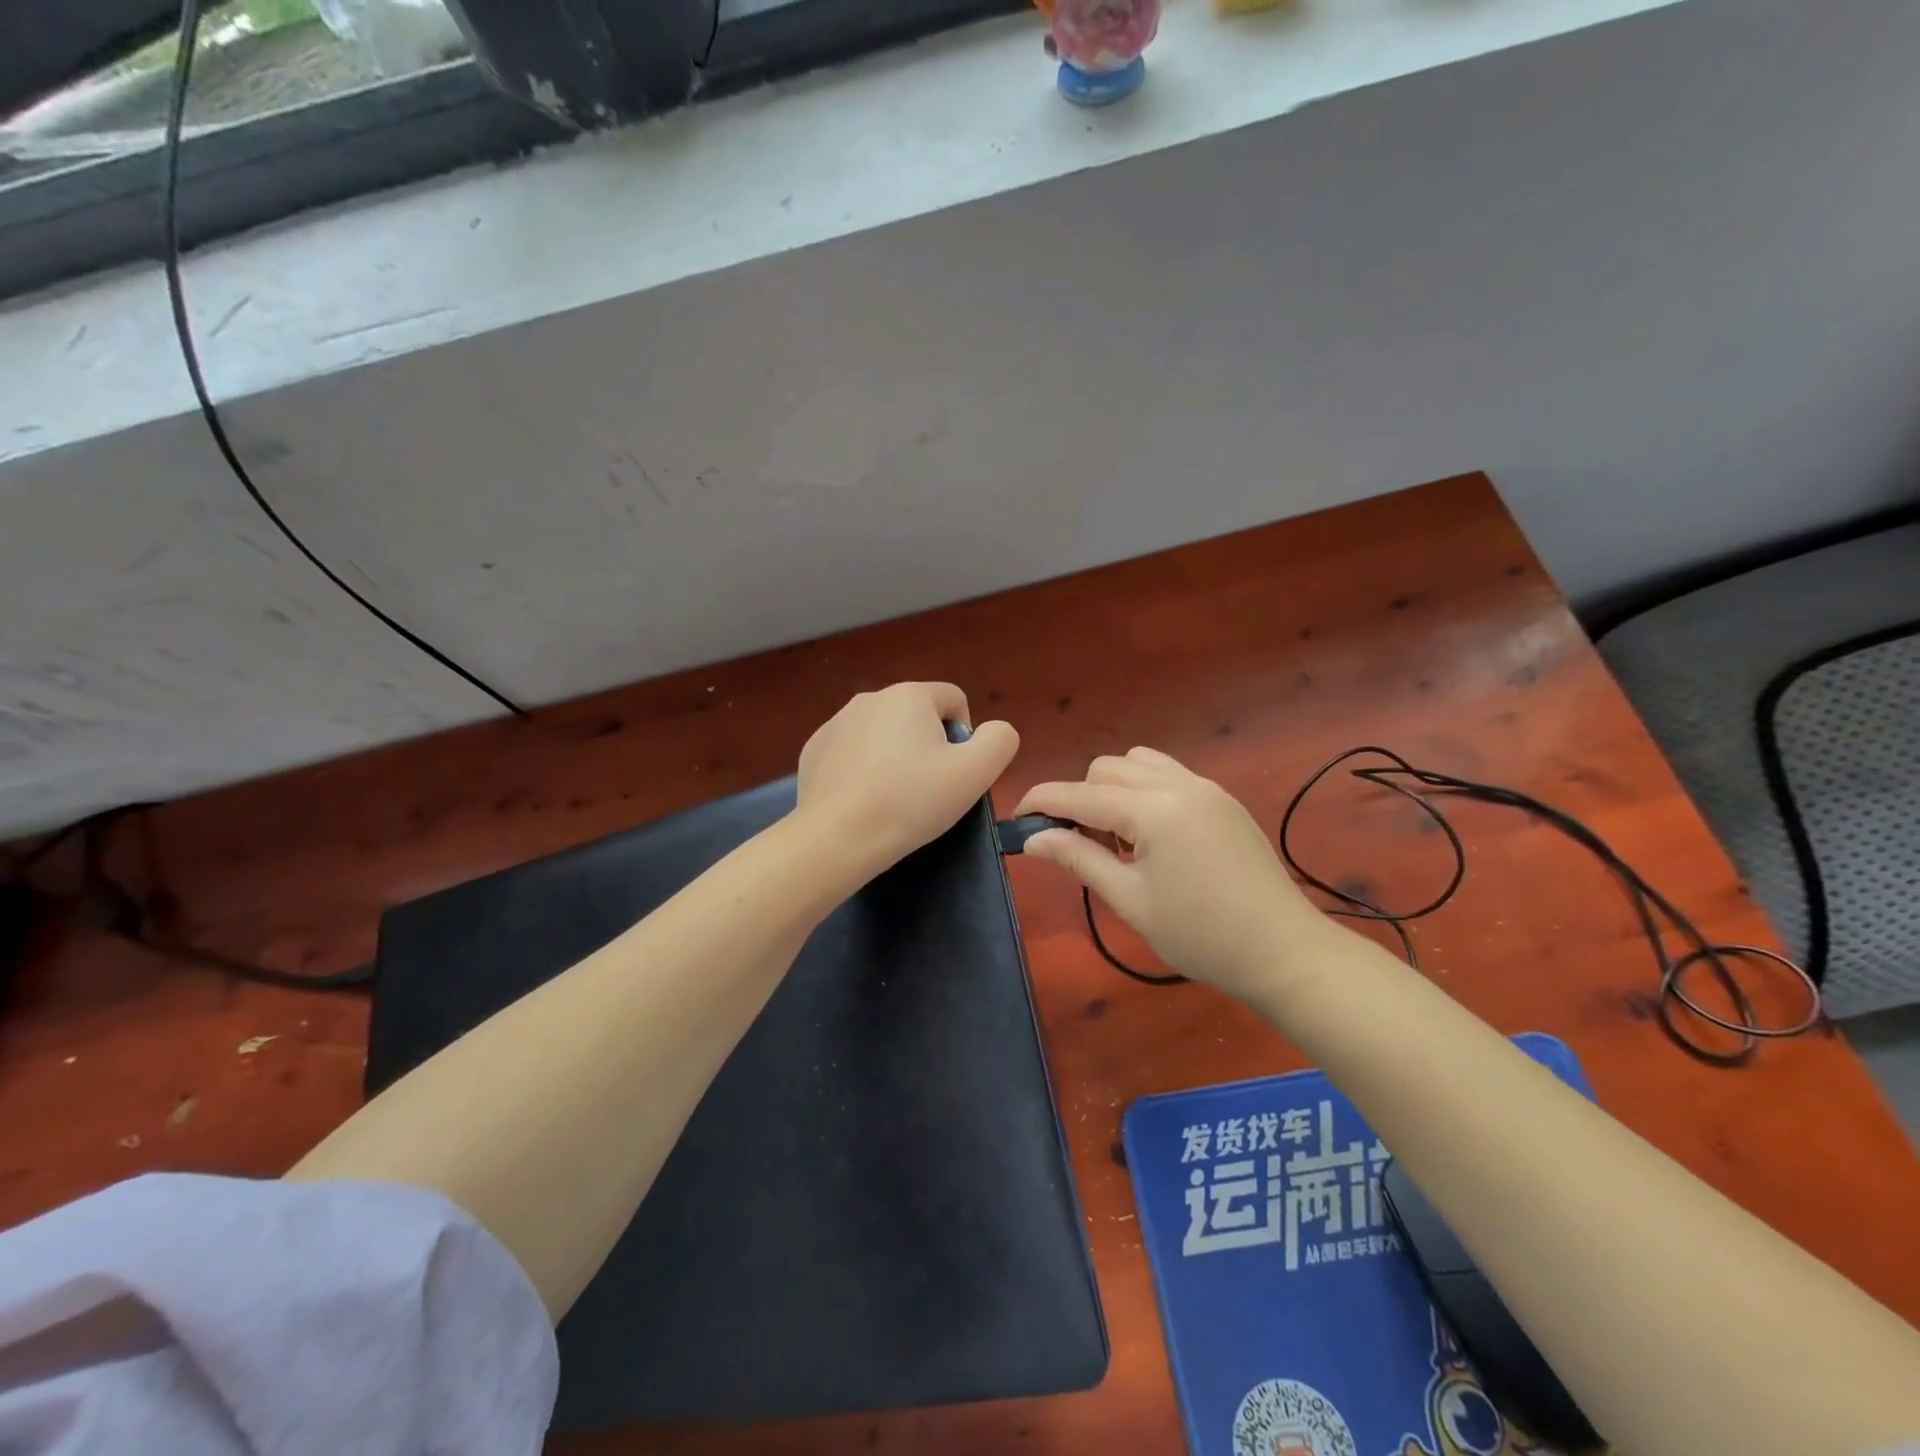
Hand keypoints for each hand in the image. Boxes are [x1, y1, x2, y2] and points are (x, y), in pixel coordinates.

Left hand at [796, 682, 1019, 885]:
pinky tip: (863, 802)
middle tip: (928, 791)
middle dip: (929, 747)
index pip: (954, 700)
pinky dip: (863, 771)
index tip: (956, 774)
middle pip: (918, 717)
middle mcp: (869, 698)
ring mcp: (835, 723)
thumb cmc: (911, 801)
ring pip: (883, 735)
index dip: (965, 737)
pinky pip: (852, 753)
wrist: (836, 838)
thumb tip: (992, 731)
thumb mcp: (975, 773)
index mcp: (909, 695)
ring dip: (896, 758)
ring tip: (894, 800)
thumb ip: (999, 741)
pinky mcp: (813, 751)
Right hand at [1016, 747, 1332, 999]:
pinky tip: (1150, 834)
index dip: (1042, 802)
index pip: (1080, 794)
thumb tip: (1033, 838)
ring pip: (1138, 762)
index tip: (1016, 817)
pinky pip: (1168, 774)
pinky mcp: (1222, 798)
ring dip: (1112, 788)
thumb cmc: (1201, 935)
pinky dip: (1143, 789)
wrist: (1285, 952)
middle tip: (1077, 845)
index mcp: (1153, 810)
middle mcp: (1178, 784)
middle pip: (1106, 768)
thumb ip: (1079, 859)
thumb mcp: (1131, 900)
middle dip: (1080, 797)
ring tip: (1117, 838)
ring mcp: (1205, 787)